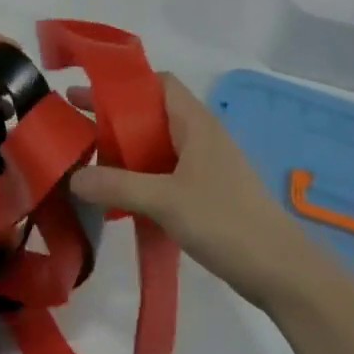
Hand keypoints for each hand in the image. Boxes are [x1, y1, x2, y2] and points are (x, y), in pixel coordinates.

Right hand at [70, 74, 327, 307]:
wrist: (282, 271)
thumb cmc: (225, 221)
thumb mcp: (164, 201)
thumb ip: (116, 186)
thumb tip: (72, 177)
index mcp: (195, 123)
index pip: (158, 83)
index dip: (124, 83)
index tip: (90, 93)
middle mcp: (201, 135)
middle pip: (152, 112)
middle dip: (115, 117)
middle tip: (76, 123)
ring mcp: (206, 165)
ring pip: (158, 144)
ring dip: (126, 148)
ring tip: (90, 160)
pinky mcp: (208, 192)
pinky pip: (166, 170)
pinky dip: (140, 174)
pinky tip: (120, 195)